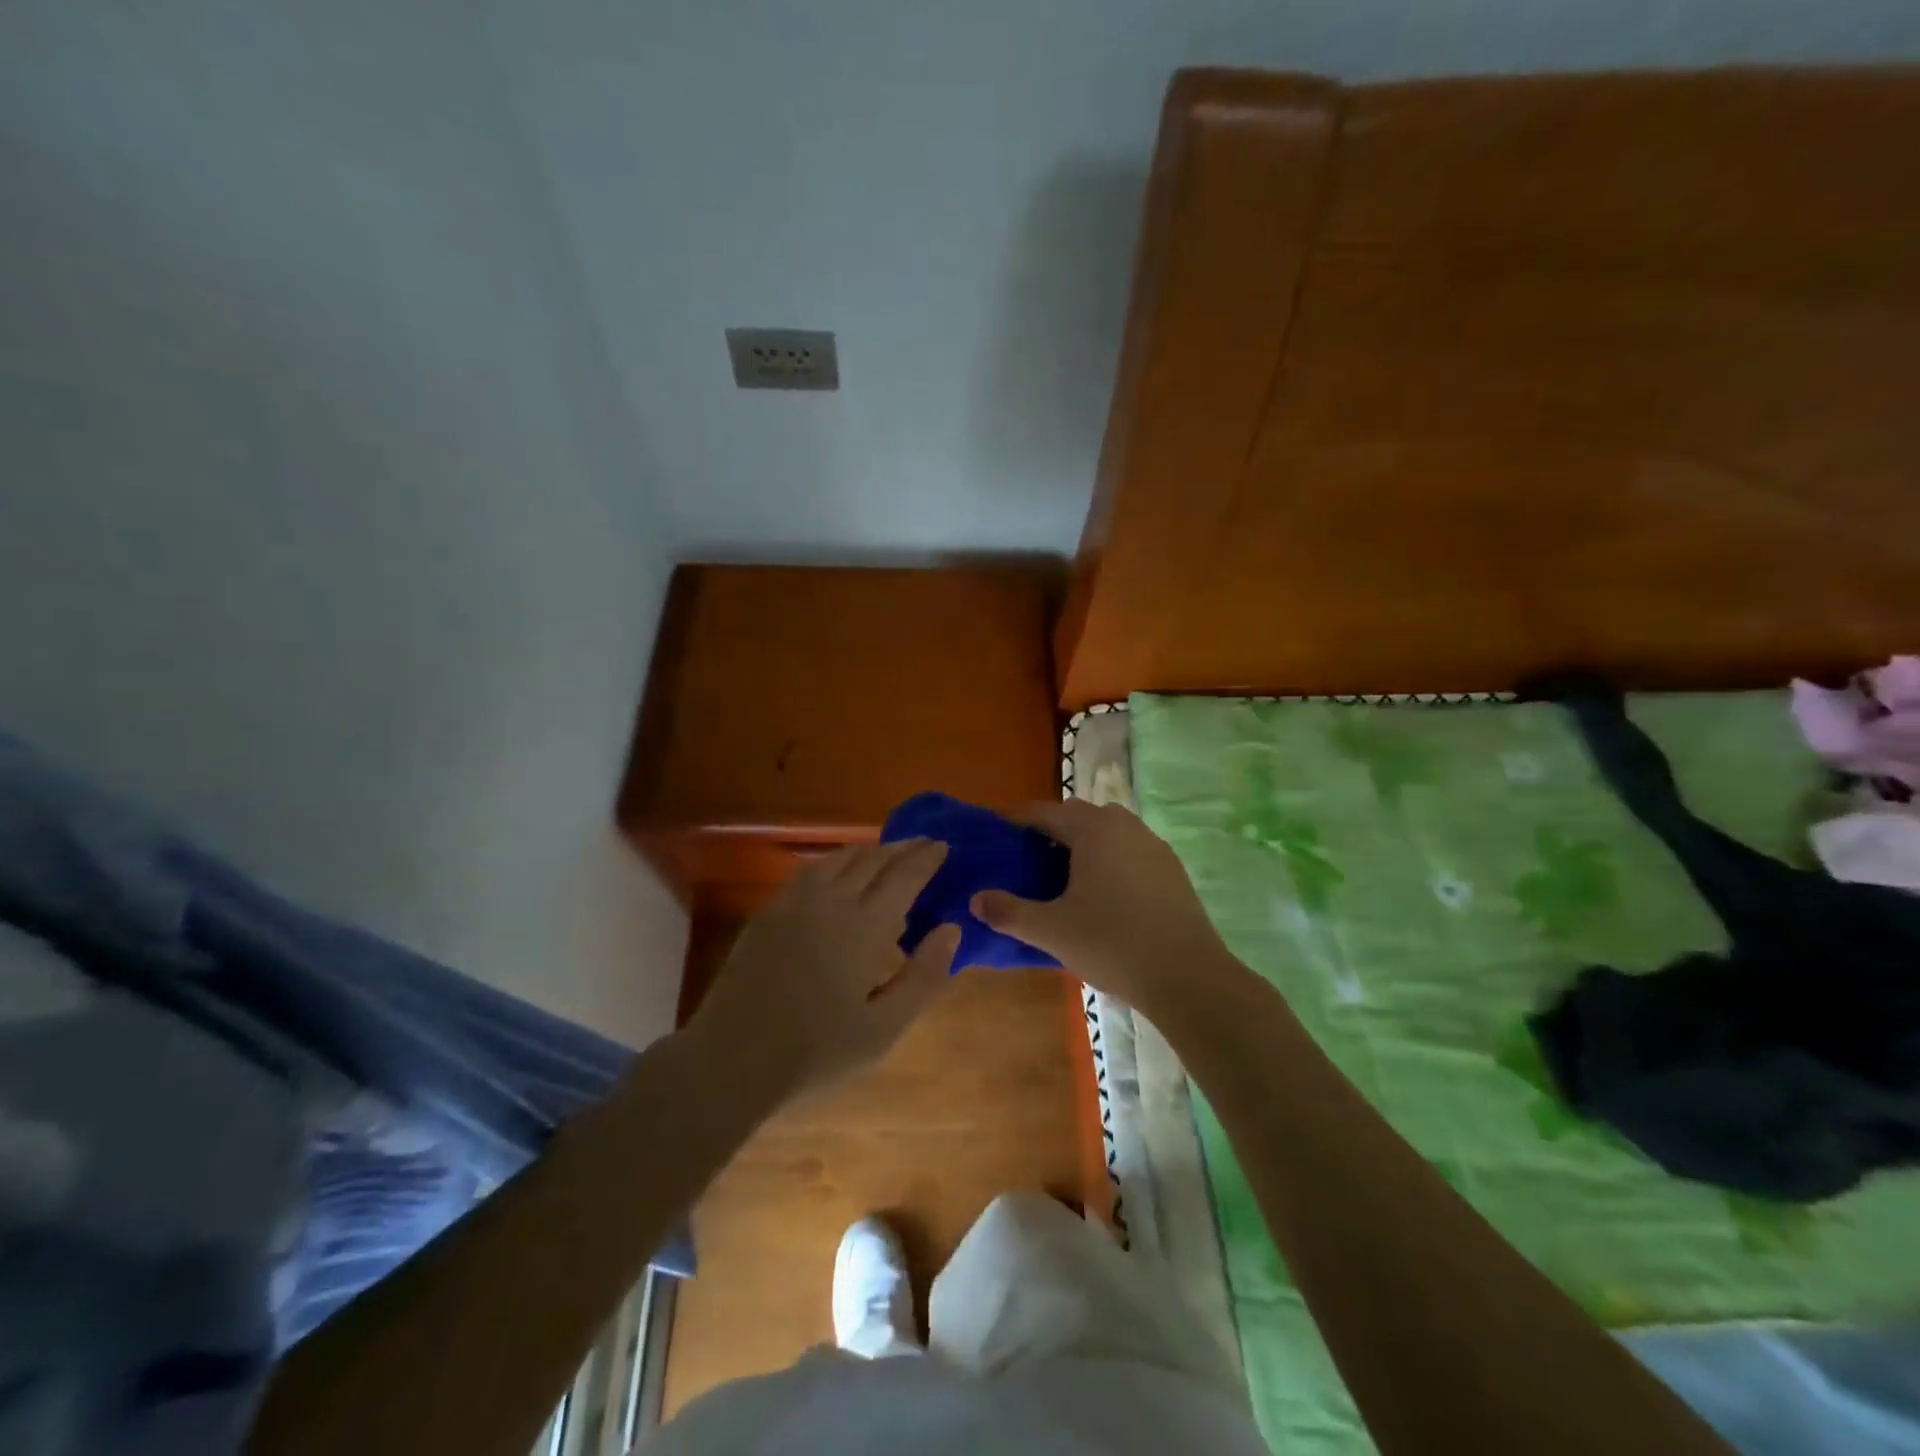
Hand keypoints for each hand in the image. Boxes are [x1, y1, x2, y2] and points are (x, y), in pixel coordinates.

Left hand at [688, 839, 961, 1102]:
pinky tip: (838, 872)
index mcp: (863, 927)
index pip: (903, 877)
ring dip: (869, 850)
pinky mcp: (769, 912)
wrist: (731, 1059)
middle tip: (923, 844)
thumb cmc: (816, 1052)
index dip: (926, 859)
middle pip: (872, 859)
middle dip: (902, 848)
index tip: (944, 844)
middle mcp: (830, 901)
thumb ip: (923, 977)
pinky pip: (810, 870)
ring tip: (887, 853)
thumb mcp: (883, 1029)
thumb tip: (951, 929)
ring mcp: (794, 903)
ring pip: (838, 859)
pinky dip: (835, 861)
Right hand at [971, 800, 1234, 1018]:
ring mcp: (1153, 845)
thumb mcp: (1052, 930)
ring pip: (1108, 832)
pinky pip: (1129, 851)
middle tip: (1026, 860)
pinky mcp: (1172, 869)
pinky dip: (1109, 861)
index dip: (1017, 821)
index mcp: (1094, 829)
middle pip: (1078, 817)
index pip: (1045, 812)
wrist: (1188, 976)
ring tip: (1062, 877)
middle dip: (1050, 831)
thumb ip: (1009, 912)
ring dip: (1083, 845)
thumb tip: (975, 900)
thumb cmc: (1112, 943)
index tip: (997, 835)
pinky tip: (1102, 896)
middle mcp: (1125, 825)